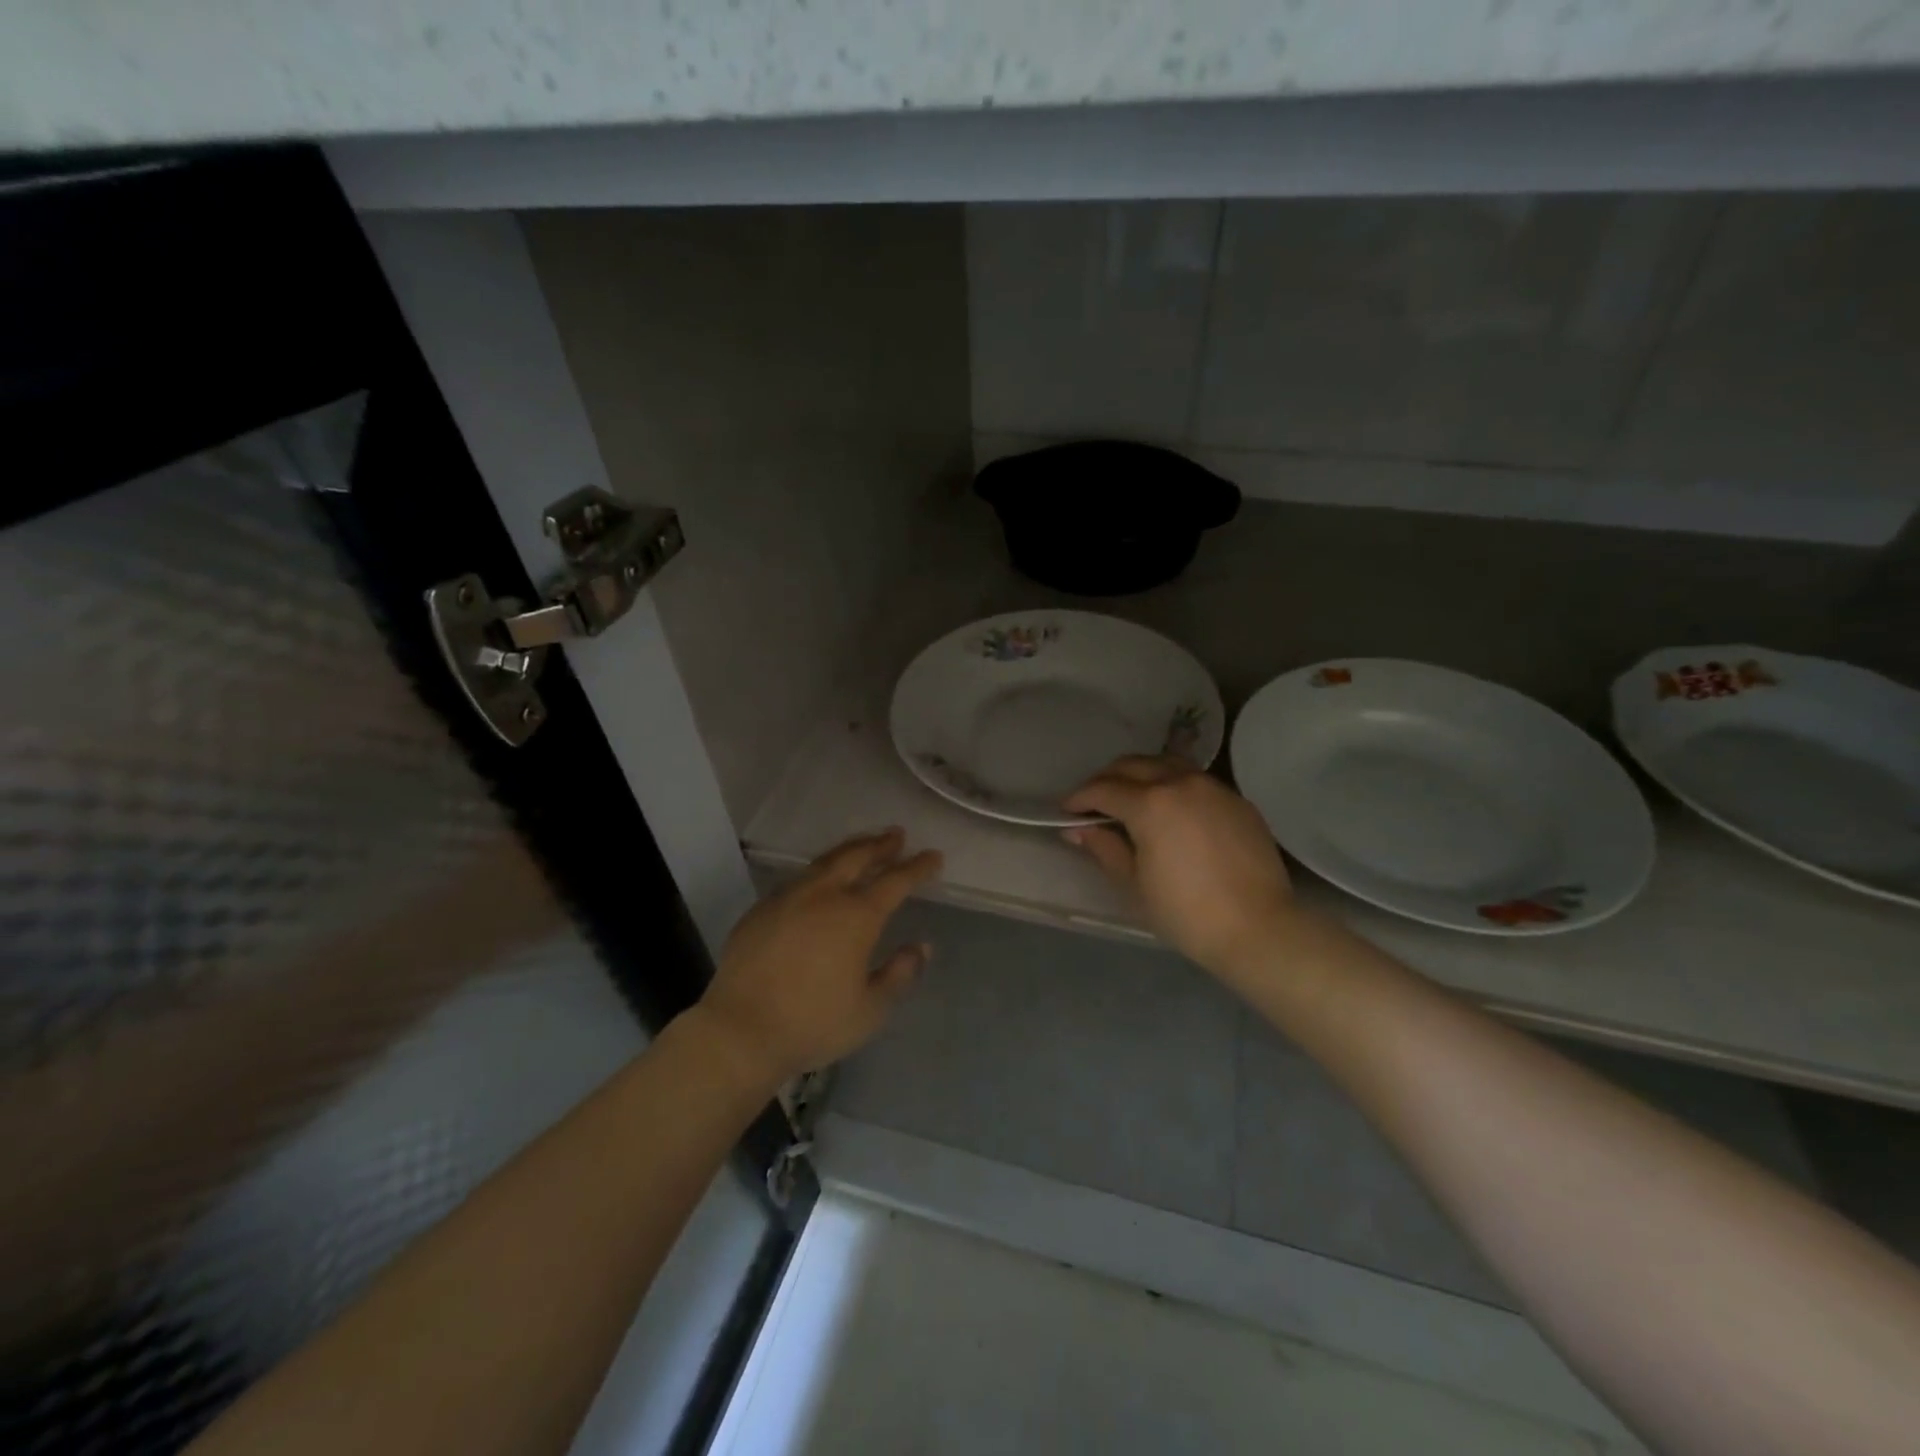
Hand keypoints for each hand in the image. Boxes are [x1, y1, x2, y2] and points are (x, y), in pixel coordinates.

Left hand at [695, 828, 941, 1086]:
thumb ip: (899, 974)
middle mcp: (823, 895)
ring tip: (862, 846)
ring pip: (824, 862)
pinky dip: (818, 872)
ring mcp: (788, 898)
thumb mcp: (870, 1010)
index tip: (933, 856)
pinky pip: (797, 880)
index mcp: (856, 916)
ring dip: (848, 851)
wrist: (739, 1032)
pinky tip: (818, 881)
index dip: (917, 867)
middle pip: (857, 857)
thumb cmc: (813, 1024)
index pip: (895, 881)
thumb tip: (920, 947)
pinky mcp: (761, 910)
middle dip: (880, 844)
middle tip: (896, 835)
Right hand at [1064, 756, 1293, 974]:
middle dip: (1107, 779)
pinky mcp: (1237, 799)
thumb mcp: (1134, 884)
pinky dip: (1173, 785)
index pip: (1103, 789)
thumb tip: (1078, 830)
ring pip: (1166, 764)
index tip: (1066, 810)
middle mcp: (1180, 782)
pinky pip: (1195, 780)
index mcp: (1150, 803)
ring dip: (1140, 775)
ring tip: (1130, 798)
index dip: (1079, 798)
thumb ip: (1104, 848)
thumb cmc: (1186, 913)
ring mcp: (1213, 787)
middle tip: (1094, 802)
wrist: (1260, 928)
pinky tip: (1171, 811)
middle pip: (1133, 765)